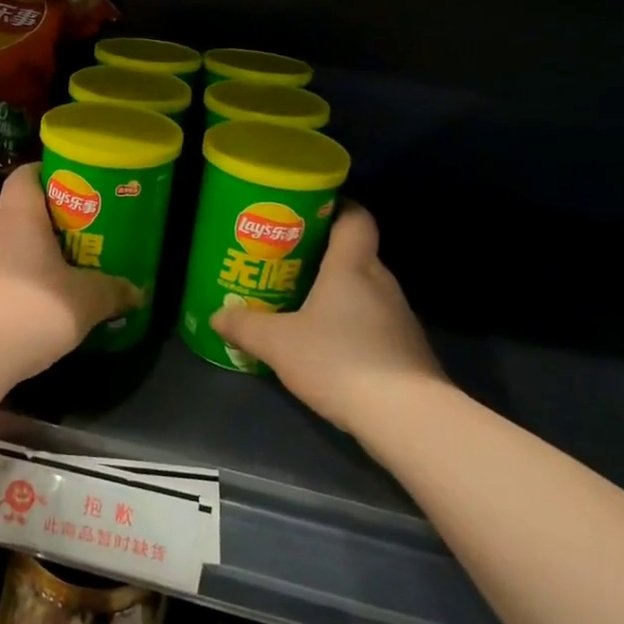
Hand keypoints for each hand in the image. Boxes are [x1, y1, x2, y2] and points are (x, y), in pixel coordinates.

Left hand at [0, 164, 140, 376]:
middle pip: (22, 211)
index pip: (25, 175)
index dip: (46, 173)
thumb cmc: (30, 309)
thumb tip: (138, 292)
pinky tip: (42, 302)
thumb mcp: (86, 301)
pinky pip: (1, 274)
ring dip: (36, 253)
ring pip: (11, 245)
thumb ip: (113, 291)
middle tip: (85, 232)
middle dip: (52, 220)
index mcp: (20, 217)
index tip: (74, 185)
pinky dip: (22, 280)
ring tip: (68, 269)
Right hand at [212, 204, 446, 434]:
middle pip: (355, 254)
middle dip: (323, 256)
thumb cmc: (339, 360)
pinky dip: (351, 324)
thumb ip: (245, 326)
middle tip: (287, 262)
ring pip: (364, 291)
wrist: (406, 416)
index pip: (355, 217)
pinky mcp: (407, 349)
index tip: (308, 212)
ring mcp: (399, 317)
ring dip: (337, 294)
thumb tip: (217, 315)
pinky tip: (328, 345)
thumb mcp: (279, 344)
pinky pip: (373, 321)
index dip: (336, 207)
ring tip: (301, 305)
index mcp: (353, 266)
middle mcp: (381, 282)